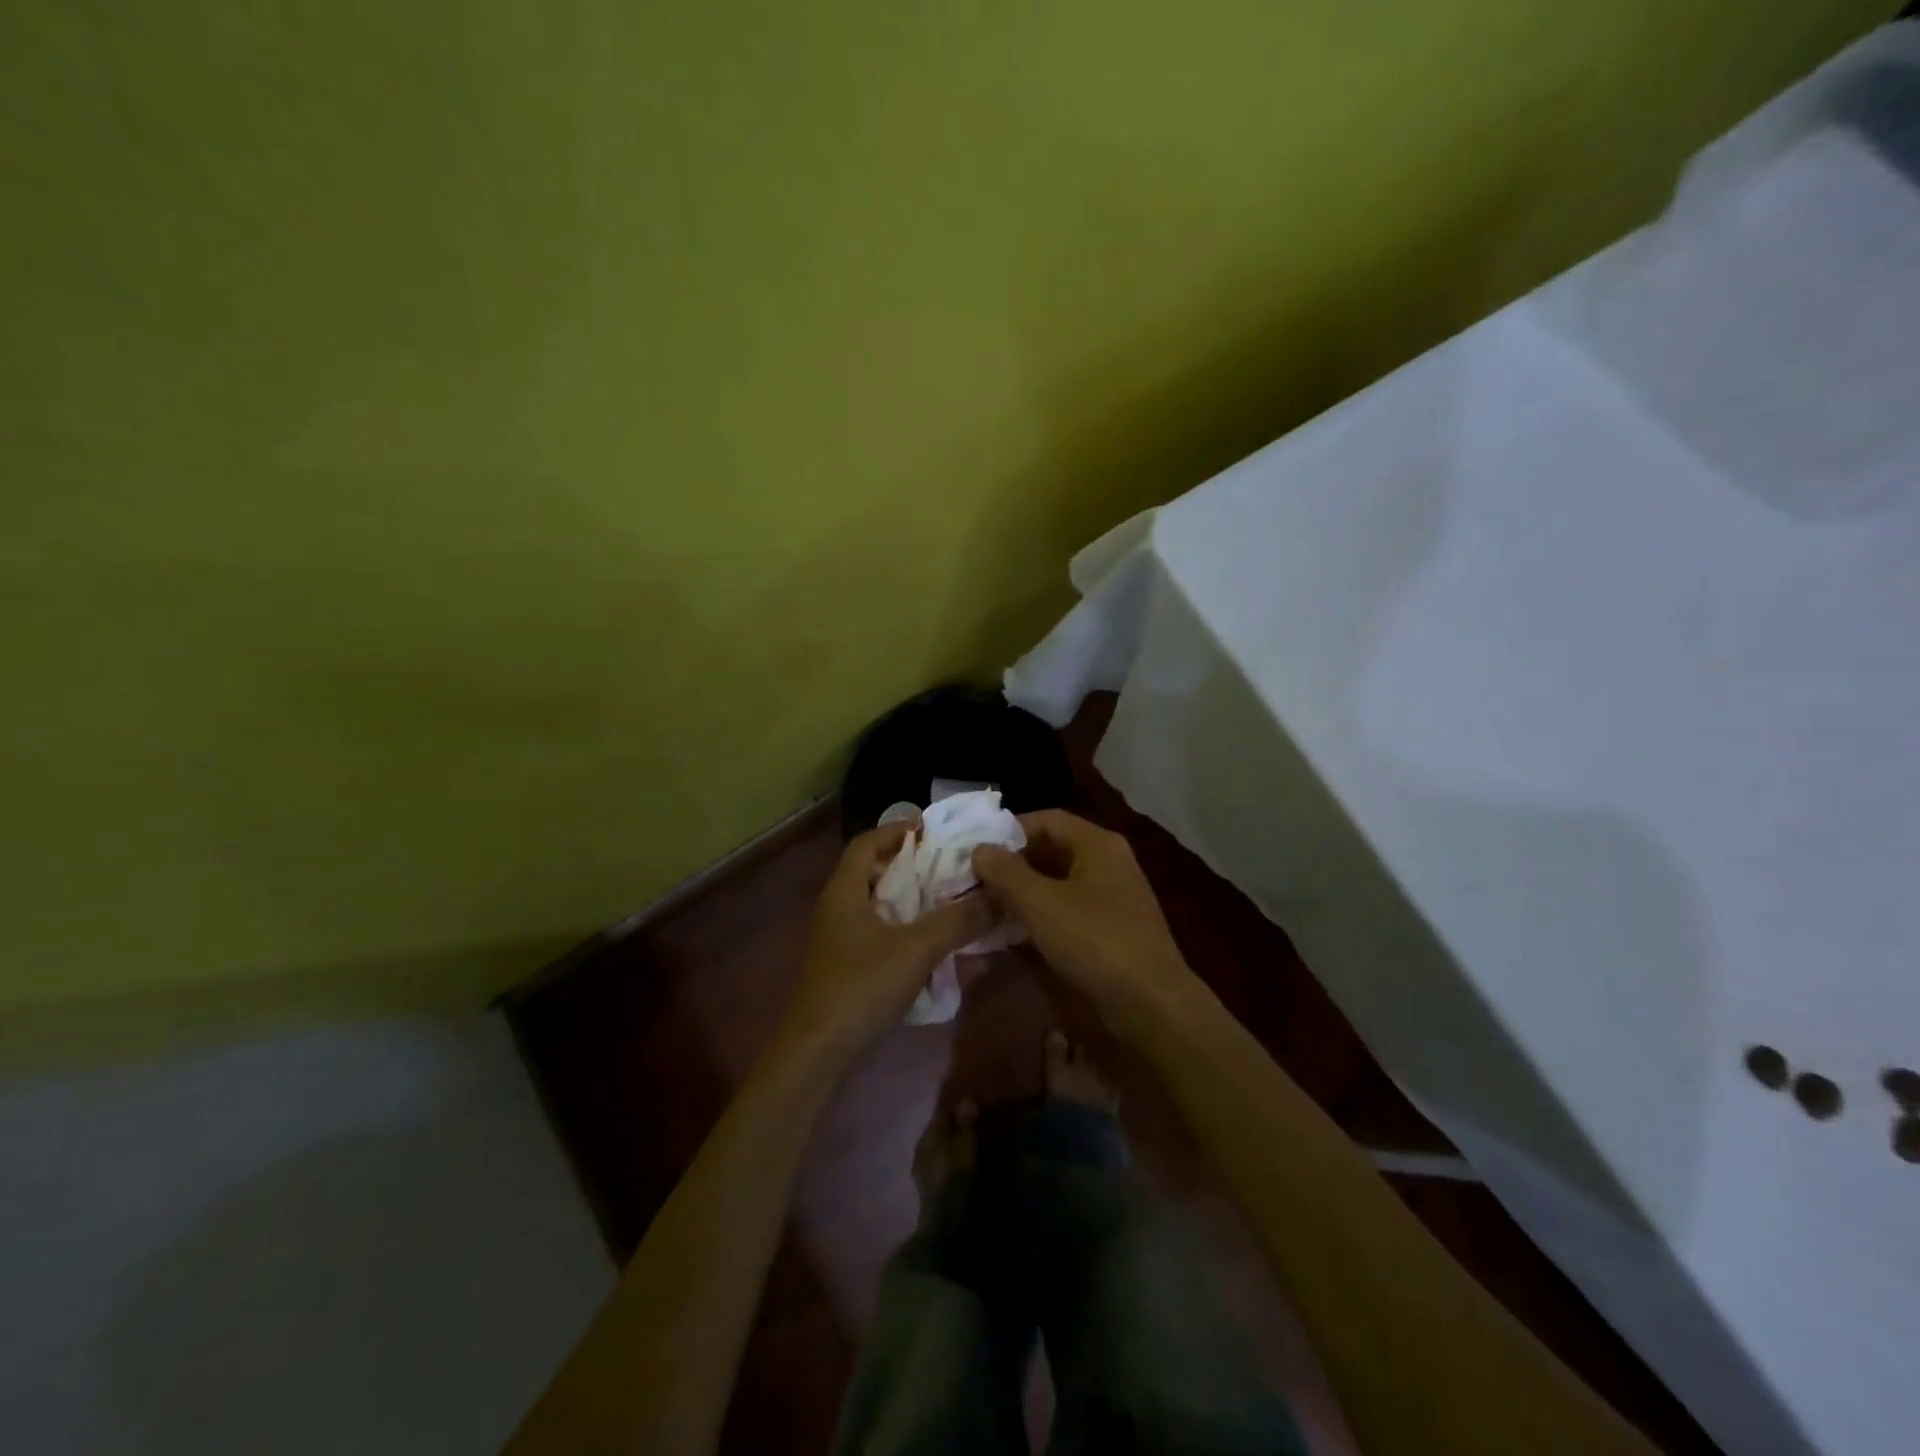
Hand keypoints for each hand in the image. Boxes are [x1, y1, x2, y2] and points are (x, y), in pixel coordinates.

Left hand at [777, 822, 995, 1065]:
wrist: (819, 1052)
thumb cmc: (862, 986)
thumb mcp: (917, 948)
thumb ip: (959, 921)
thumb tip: (999, 896)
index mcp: (845, 891)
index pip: (866, 842)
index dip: (896, 829)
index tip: (932, 830)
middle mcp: (838, 908)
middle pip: (874, 872)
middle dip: (912, 866)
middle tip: (950, 866)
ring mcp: (840, 940)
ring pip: (880, 906)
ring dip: (912, 901)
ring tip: (950, 900)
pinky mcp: (847, 967)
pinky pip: (880, 934)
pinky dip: (906, 931)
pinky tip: (934, 945)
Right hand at [973, 810, 1199, 1040]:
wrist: (1151, 1003)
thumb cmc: (1094, 941)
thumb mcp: (1041, 903)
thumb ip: (1006, 873)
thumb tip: (979, 849)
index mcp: (1097, 844)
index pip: (1046, 819)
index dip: (1009, 831)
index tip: (976, 852)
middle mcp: (1107, 861)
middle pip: (1052, 848)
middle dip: (1013, 864)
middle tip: (976, 881)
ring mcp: (1112, 895)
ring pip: (1058, 881)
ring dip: (1024, 891)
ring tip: (988, 906)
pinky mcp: (1111, 927)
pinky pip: (1069, 907)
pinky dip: (1041, 913)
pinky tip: (1015, 931)